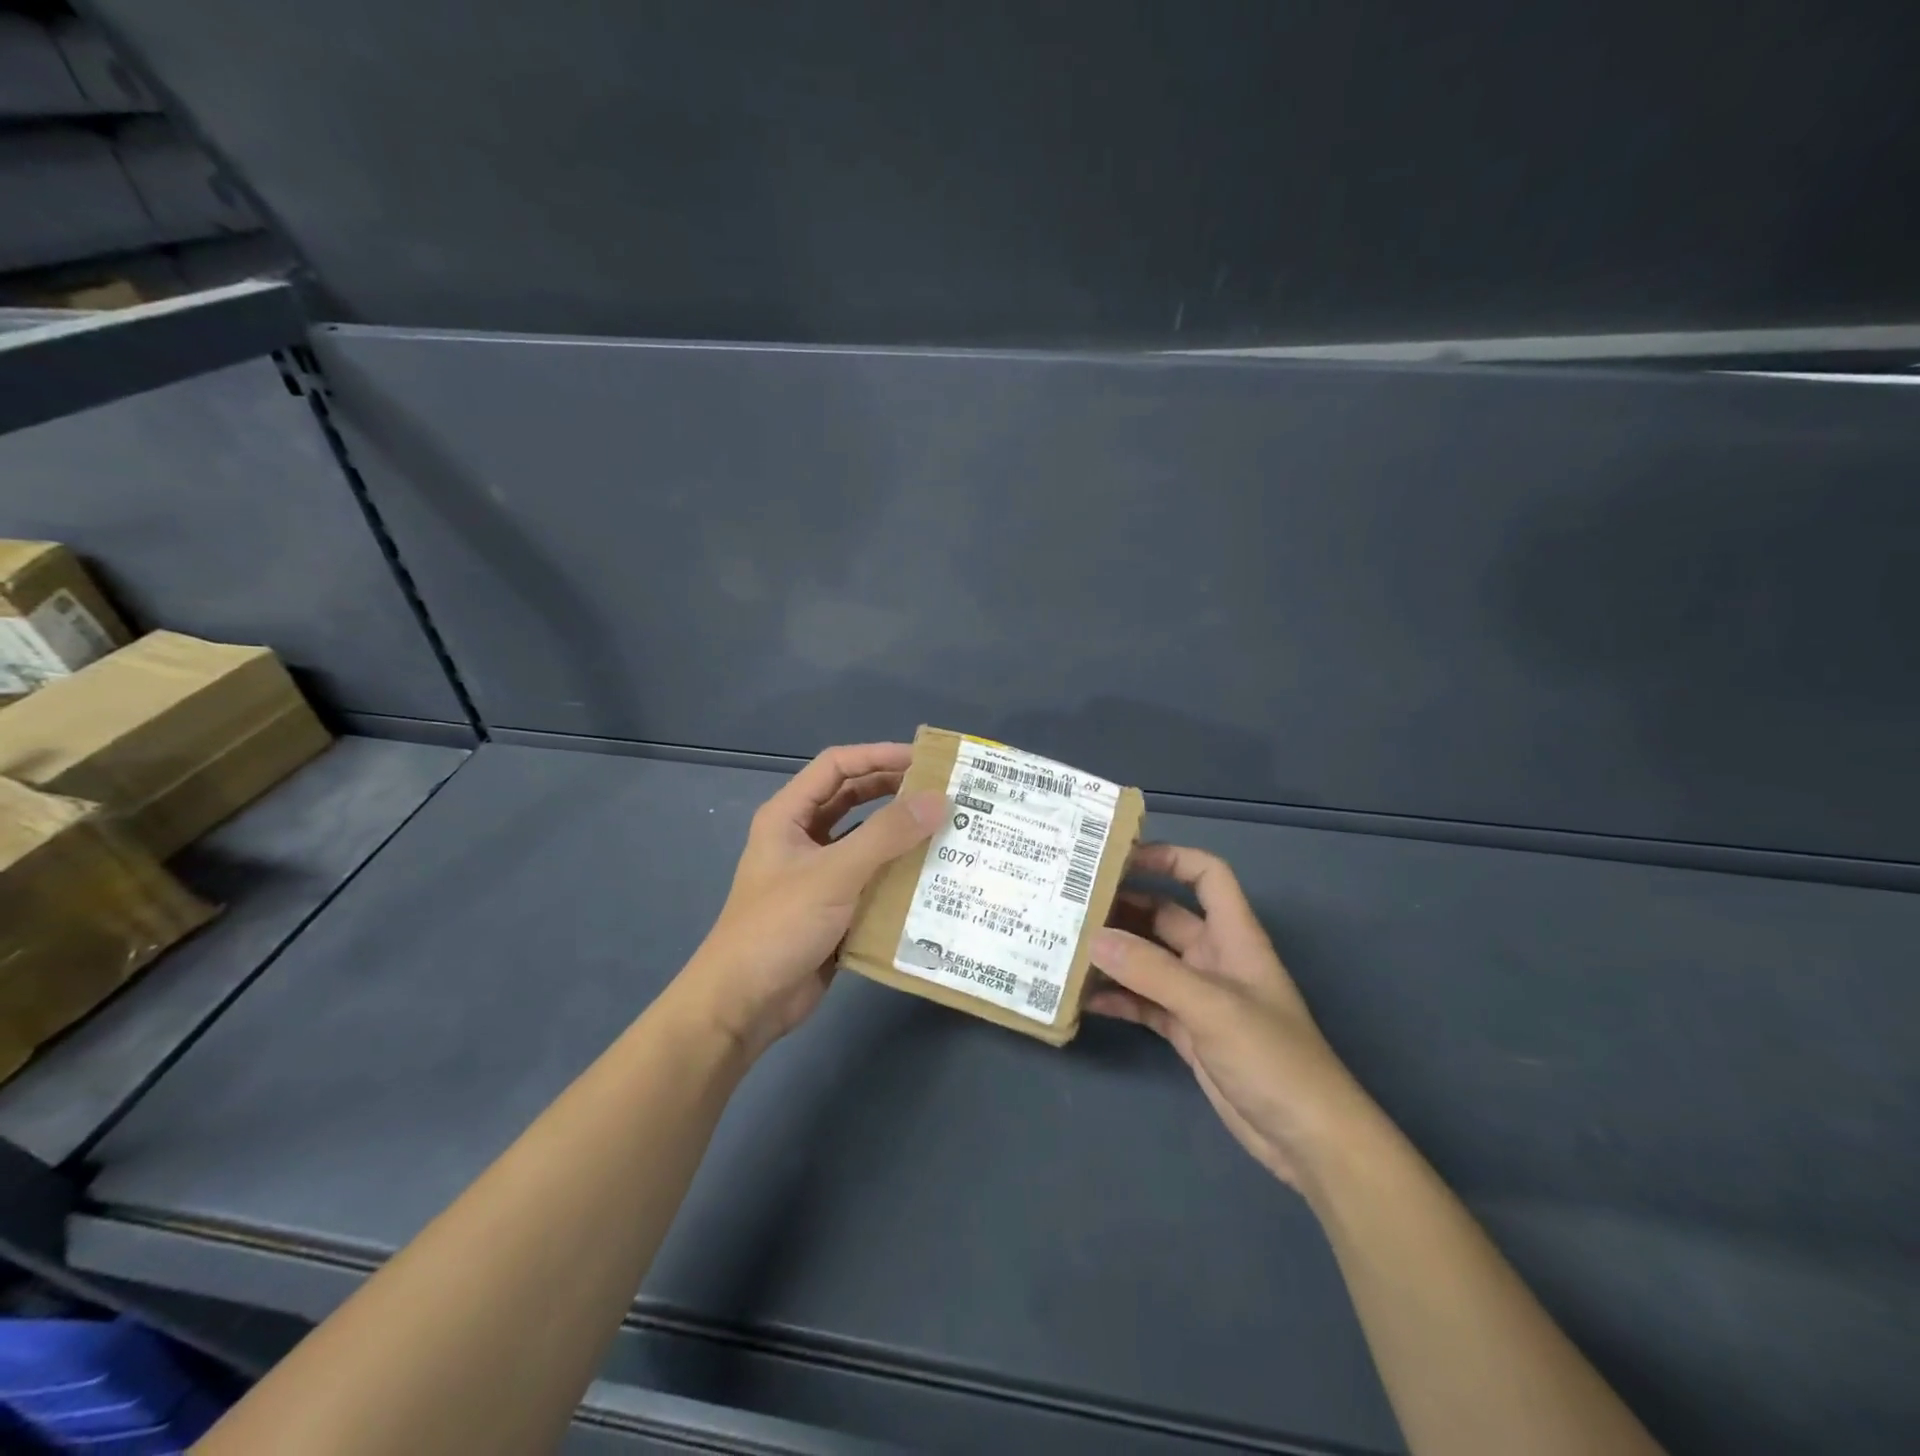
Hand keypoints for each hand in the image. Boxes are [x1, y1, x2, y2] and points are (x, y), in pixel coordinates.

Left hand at [678, 743, 943, 1058]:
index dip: (878, 756)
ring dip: (902, 836)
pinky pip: (872, 881)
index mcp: (789, 816)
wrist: (744, 1004)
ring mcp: (819, 875)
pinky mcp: (834, 909)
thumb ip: (886, 835)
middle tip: (944, 793)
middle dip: (896, 793)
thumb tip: (939, 800)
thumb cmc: (780, 926)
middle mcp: (803, 838)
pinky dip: (899, 876)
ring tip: (949, 831)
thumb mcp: (834, 873)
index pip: (837, 767)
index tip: (925, 760)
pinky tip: (934, 879)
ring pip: (867, 842)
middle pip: (854, 800)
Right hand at [1089, 844, 1372, 1189]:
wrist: (1307, 1139)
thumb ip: (1151, 971)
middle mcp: (1214, 958)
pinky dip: (1118, 998)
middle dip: (1124, 908)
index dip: (1169, 858)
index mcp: (1234, 936)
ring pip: (1149, 960)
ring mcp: (1199, 996)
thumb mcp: (1211, 1007)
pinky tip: (1084, 999)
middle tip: (1073, 906)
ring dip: (1114, 955)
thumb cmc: (1272, 1057)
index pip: (1206, 875)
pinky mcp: (1187, 1031)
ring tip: (1066, 948)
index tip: (1120, 859)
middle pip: (1165, 916)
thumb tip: (1094, 938)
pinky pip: (1145, 1002)